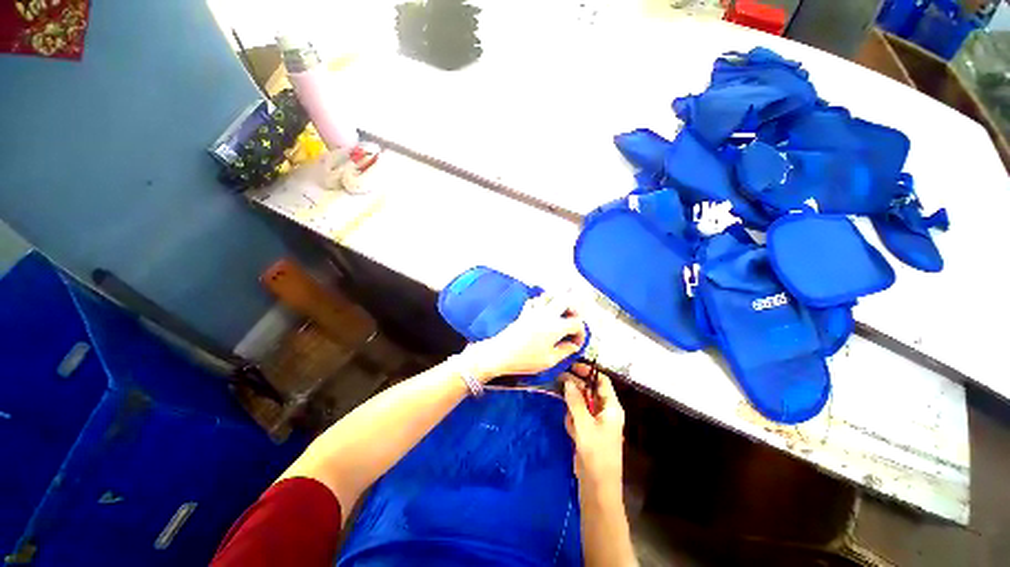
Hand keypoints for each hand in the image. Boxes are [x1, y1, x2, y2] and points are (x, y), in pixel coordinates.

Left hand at [462, 294, 585, 381]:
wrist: (500, 353)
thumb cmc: (525, 359)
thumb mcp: (549, 361)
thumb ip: (565, 351)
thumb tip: (574, 346)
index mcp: (556, 327)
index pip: (576, 323)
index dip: (581, 333)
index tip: (576, 343)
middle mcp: (547, 315)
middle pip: (566, 300)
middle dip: (573, 309)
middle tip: (573, 320)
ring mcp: (534, 312)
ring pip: (550, 296)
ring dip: (558, 301)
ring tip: (560, 313)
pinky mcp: (524, 313)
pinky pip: (534, 301)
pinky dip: (541, 302)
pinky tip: (541, 311)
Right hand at [563, 364, 624, 490]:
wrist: (597, 486)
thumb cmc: (596, 453)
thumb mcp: (584, 425)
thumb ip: (575, 401)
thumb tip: (568, 381)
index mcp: (611, 408)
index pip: (602, 382)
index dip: (588, 372)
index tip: (572, 366)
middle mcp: (605, 412)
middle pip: (589, 391)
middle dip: (576, 389)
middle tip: (559, 381)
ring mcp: (596, 422)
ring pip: (580, 404)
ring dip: (573, 410)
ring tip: (573, 425)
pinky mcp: (587, 431)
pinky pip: (577, 417)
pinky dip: (573, 422)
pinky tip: (573, 434)